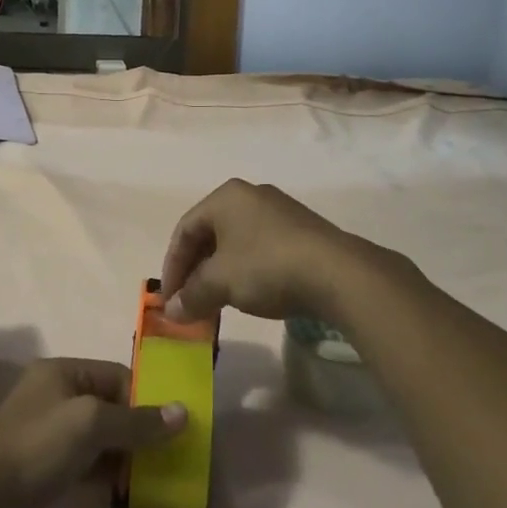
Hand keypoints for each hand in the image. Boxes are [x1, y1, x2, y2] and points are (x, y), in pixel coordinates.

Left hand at [0, 359, 184, 507]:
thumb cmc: (37, 447)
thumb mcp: (91, 424)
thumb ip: (137, 421)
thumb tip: (183, 413)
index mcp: (62, 372)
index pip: (116, 376)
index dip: (145, 399)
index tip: (173, 428)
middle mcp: (54, 396)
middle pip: (108, 406)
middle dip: (137, 429)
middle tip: (168, 457)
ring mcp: (46, 434)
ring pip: (97, 439)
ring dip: (122, 456)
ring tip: (151, 478)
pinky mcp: (42, 470)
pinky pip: (83, 464)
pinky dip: (103, 474)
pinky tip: (122, 493)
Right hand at [160, 179, 376, 323]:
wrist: (337, 272)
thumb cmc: (266, 266)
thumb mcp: (220, 283)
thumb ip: (192, 295)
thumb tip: (171, 312)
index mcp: (225, 196)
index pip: (184, 229)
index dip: (172, 266)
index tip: (169, 299)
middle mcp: (250, 195)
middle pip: (210, 234)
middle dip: (196, 271)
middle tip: (190, 302)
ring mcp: (279, 211)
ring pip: (236, 242)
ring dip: (220, 274)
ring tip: (217, 303)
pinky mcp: (301, 231)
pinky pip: (260, 248)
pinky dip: (246, 271)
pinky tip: (250, 295)